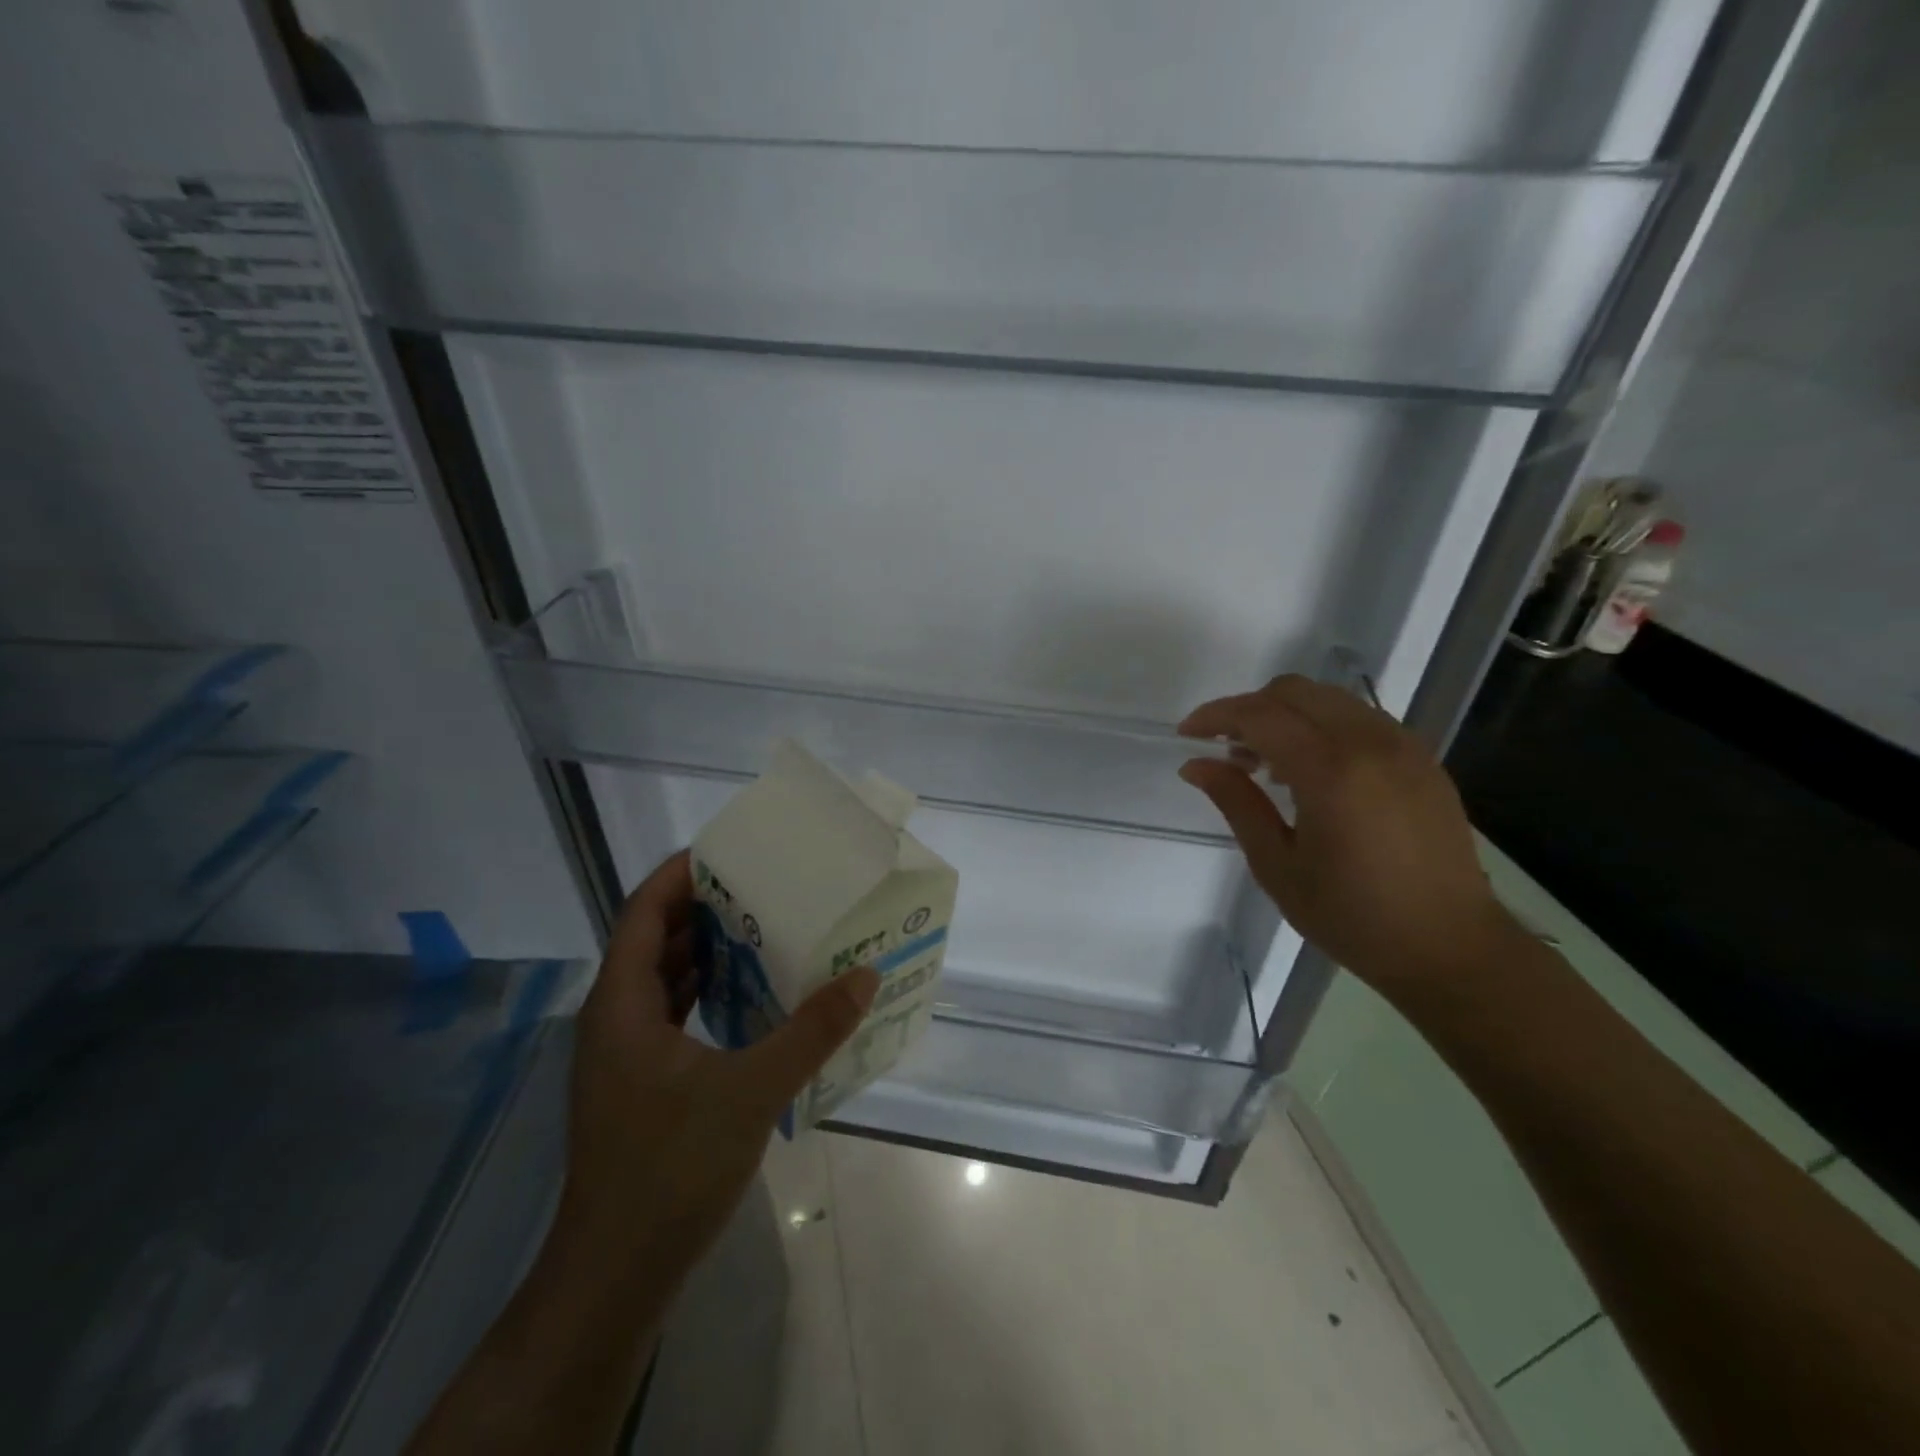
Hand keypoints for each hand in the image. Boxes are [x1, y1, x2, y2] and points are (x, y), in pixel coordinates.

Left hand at [560, 849, 879, 1281]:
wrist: (616, 1274)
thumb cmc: (670, 1168)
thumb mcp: (751, 1091)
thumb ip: (810, 1030)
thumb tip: (864, 975)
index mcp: (621, 1005)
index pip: (643, 914)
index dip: (678, 875)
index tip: (726, 851)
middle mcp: (614, 1020)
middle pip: (654, 941)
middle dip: (703, 909)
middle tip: (761, 886)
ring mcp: (623, 1055)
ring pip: (662, 980)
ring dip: (706, 951)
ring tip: (763, 927)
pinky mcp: (639, 1084)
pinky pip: (671, 1015)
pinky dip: (706, 992)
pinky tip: (749, 995)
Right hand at [1178, 675, 1519, 989]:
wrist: (1450, 948)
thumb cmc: (1352, 916)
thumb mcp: (1277, 865)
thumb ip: (1236, 803)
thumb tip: (1195, 764)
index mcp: (1331, 771)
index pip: (1260, 715)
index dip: (1216, 716)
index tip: (1187, 734)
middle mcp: (1370, 743)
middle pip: (1294, 691)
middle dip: (1249, 708)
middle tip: (1225, 750)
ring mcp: (1403, 746)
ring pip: (1329, 699)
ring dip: (1286, 715)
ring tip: (1265, 764)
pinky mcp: (1423, 759)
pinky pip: (1360, 719)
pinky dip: (1322, 726)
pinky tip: (1311, 771)